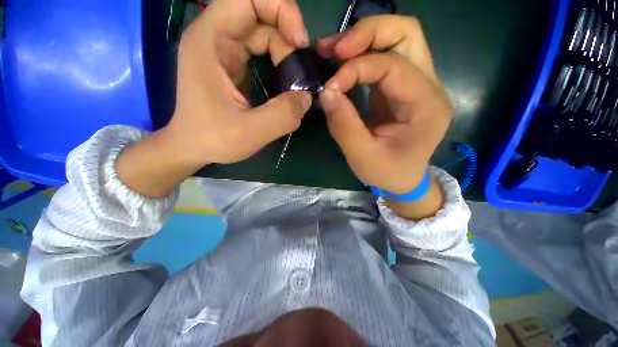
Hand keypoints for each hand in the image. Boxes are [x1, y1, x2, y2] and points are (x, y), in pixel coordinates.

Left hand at [165, 0, 312, 166]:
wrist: (193, 148)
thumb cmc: (213, 139)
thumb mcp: (250, 132)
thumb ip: (283, 115)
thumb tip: (306, 97)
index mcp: (210, 40)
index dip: (281, 10)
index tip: (300, 43)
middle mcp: (215, 37)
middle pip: (260, 15)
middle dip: (288, 38)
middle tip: (300, 72)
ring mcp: (224, 51)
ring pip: (264, 34)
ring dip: (286, 54)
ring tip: (294, 83)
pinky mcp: (233, 65)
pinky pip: (262, 52)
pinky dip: (279, 63)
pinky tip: (285, 84)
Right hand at [316, 15, 451, 194]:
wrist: (404, 179)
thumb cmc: (387, 172)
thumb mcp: (362, 156)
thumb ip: (344, 125)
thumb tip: (326, 92)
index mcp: (426, 105)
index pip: (392, 66)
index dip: (356, 69)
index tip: (329, 86)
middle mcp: (429, 86)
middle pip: (406, 33)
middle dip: (367, 33)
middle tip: (334, 49)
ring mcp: (417, 83)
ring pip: (398, 38)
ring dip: (363, 38)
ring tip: (332, 50)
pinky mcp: (402, 87)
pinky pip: (386, 57)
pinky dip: (362, 53)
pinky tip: (341, 61)